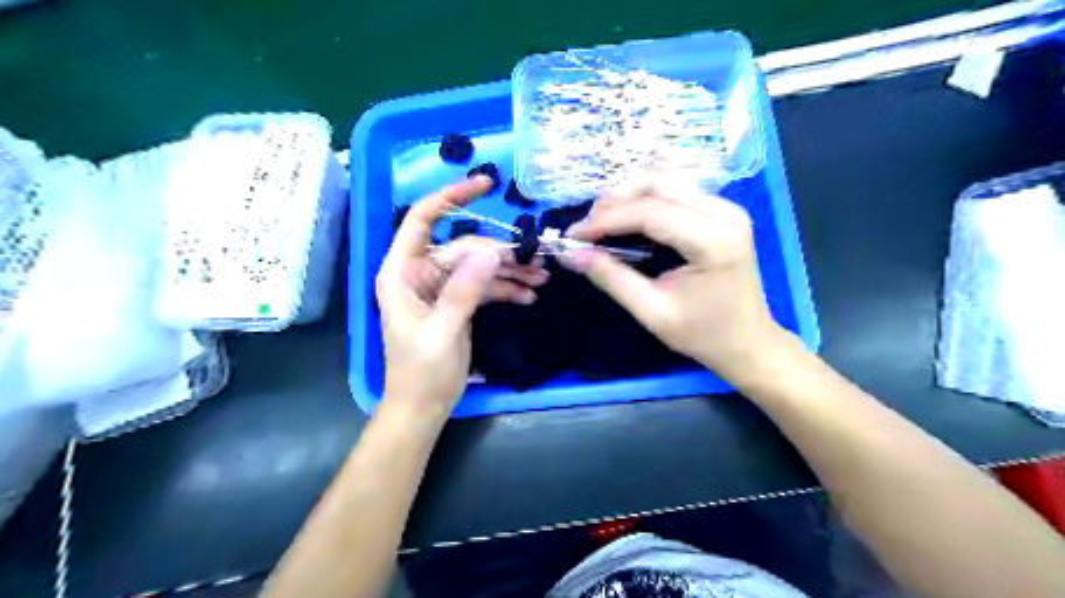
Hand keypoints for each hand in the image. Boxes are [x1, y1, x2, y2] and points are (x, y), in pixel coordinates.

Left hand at [377, 178, 549, 418]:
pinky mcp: (456, 302)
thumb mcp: (442, 332)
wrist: (423, 407)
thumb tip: (488, 252)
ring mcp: (440, 287)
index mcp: (402, 272)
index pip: (423, 219)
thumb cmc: (420, 373)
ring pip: (478, 266)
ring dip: (509, 272)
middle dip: (500, 254)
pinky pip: (484, 286)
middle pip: (464, 247)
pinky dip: (505, 289)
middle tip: (535, 263)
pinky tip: (527, 297)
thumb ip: (463, 291)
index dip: (451, 197)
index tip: (485, 184)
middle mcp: (420, 272)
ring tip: (539, 281)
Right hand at [559, 181, 784, 381]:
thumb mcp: (652, 311)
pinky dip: (645, 200)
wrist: (749, 343)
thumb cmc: (704, 335)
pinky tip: (627, 219)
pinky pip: (676, 190)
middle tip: (587, 229)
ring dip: (628, 196)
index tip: (574, 235)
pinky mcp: (722, 211)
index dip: (606, 220)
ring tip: (602, 223)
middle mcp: (724, 212)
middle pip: (657, 183)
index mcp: (713, 240)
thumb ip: (611, 278)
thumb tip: (570, 254)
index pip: (649, 212)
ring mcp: (727, 207)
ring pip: (665, 180)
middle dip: (614, 201)